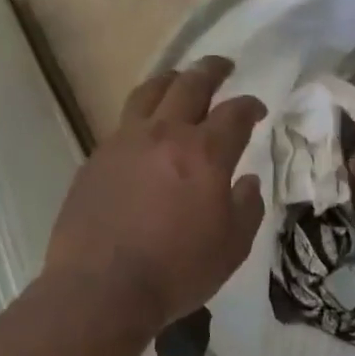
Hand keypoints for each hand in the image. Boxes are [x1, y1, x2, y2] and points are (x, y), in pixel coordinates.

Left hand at [46, 57, 266, 330]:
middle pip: (190, 84)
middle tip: (223, 66)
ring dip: (171, 80)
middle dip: (212, 70)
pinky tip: (145, 131)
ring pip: (149, 93)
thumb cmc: (177, 271)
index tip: (257, 109)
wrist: (102, 289)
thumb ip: (246, 207)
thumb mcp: (232, 247)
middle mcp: (165, 134)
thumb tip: (247, 181)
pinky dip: (142, 115)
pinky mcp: (96, 158)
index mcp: (205, 153)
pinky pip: (123, 122)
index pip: (234, 113)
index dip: (250, 106)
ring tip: (179, 80)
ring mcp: (124, 142)